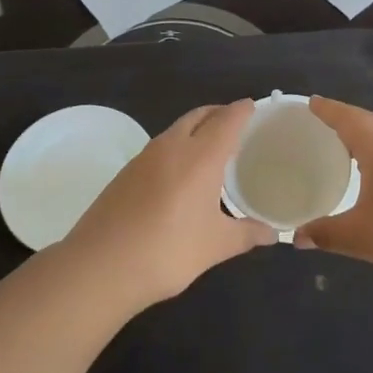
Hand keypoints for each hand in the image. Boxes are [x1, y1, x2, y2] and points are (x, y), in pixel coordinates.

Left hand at [63, 99, 274, 308]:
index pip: (227, 119)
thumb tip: (272, 233)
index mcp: (200, 156)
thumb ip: (247, 234)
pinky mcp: (125, 173)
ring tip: (211, 149)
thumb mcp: (216, 245)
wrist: (100, 266)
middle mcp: (172, 146)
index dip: (242, 110)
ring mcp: (144, 157)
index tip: (255, 106)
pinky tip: (180, 174)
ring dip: (196, 129)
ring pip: (176, 129)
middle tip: (236, 125)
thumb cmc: (168, 251)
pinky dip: (177, 148)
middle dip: (218, 114)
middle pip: (199, 116)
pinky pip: (159, 148)